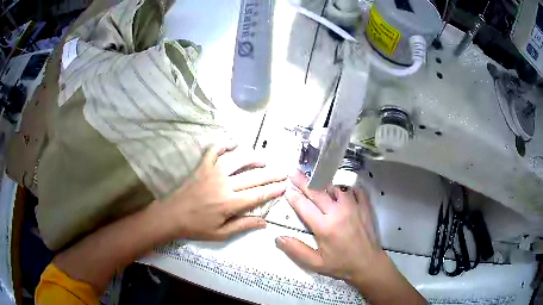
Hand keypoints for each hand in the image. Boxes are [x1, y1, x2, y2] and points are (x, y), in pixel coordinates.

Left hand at [162, 143, 286, 240]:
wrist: (171, 215)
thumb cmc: (196, 227)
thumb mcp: (221, 233)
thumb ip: (243, 226)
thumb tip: (265, 222)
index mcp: (230, 203)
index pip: (258, 195)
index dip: (273, 190)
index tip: (285, 186)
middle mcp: (225, 185)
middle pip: (253, 177)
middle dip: (271, 175)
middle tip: (283, 172)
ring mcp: (213, 173)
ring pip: (237, 161)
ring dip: (253, 159)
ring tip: (264, 159)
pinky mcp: (202, 167)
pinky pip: (214, 151)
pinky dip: (223, 145)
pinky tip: (233, 143)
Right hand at [275, 170, 381, 282]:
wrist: (368, 264)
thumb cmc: (341, 264)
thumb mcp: (316, 263)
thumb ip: (296, 250)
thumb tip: (278, 238)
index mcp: (324, 226)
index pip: (304, 206)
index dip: (294, 196)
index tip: (286, 188)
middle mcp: (338, 212)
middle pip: (318, 192)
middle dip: (304, 181)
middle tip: (294, 172)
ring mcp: (353, 207)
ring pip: (336, 187)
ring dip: (324, 182)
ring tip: (316, 176)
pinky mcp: (364, 206)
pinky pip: (354, 190)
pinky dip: (346, 186)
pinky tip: (341, 186)